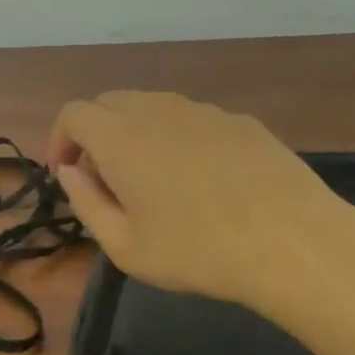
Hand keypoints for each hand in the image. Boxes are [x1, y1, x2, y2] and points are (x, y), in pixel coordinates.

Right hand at [49, 91, 354, 331]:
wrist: (294, 243)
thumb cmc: (197, 251)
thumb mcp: (125, 246)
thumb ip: (86, 203)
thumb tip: (70, 173)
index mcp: (121, 137)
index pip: (74, 113)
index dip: (60, 139)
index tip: (67, 174)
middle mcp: (157, 110)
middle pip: (110, 102)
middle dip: (95, 134)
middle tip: (104, 179)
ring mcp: (203, 111)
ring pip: (152, 106)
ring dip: (136, 132)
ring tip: (152, 179)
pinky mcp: (240, 121)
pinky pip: (192, 118)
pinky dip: (177, 137)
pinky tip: (202, 179)